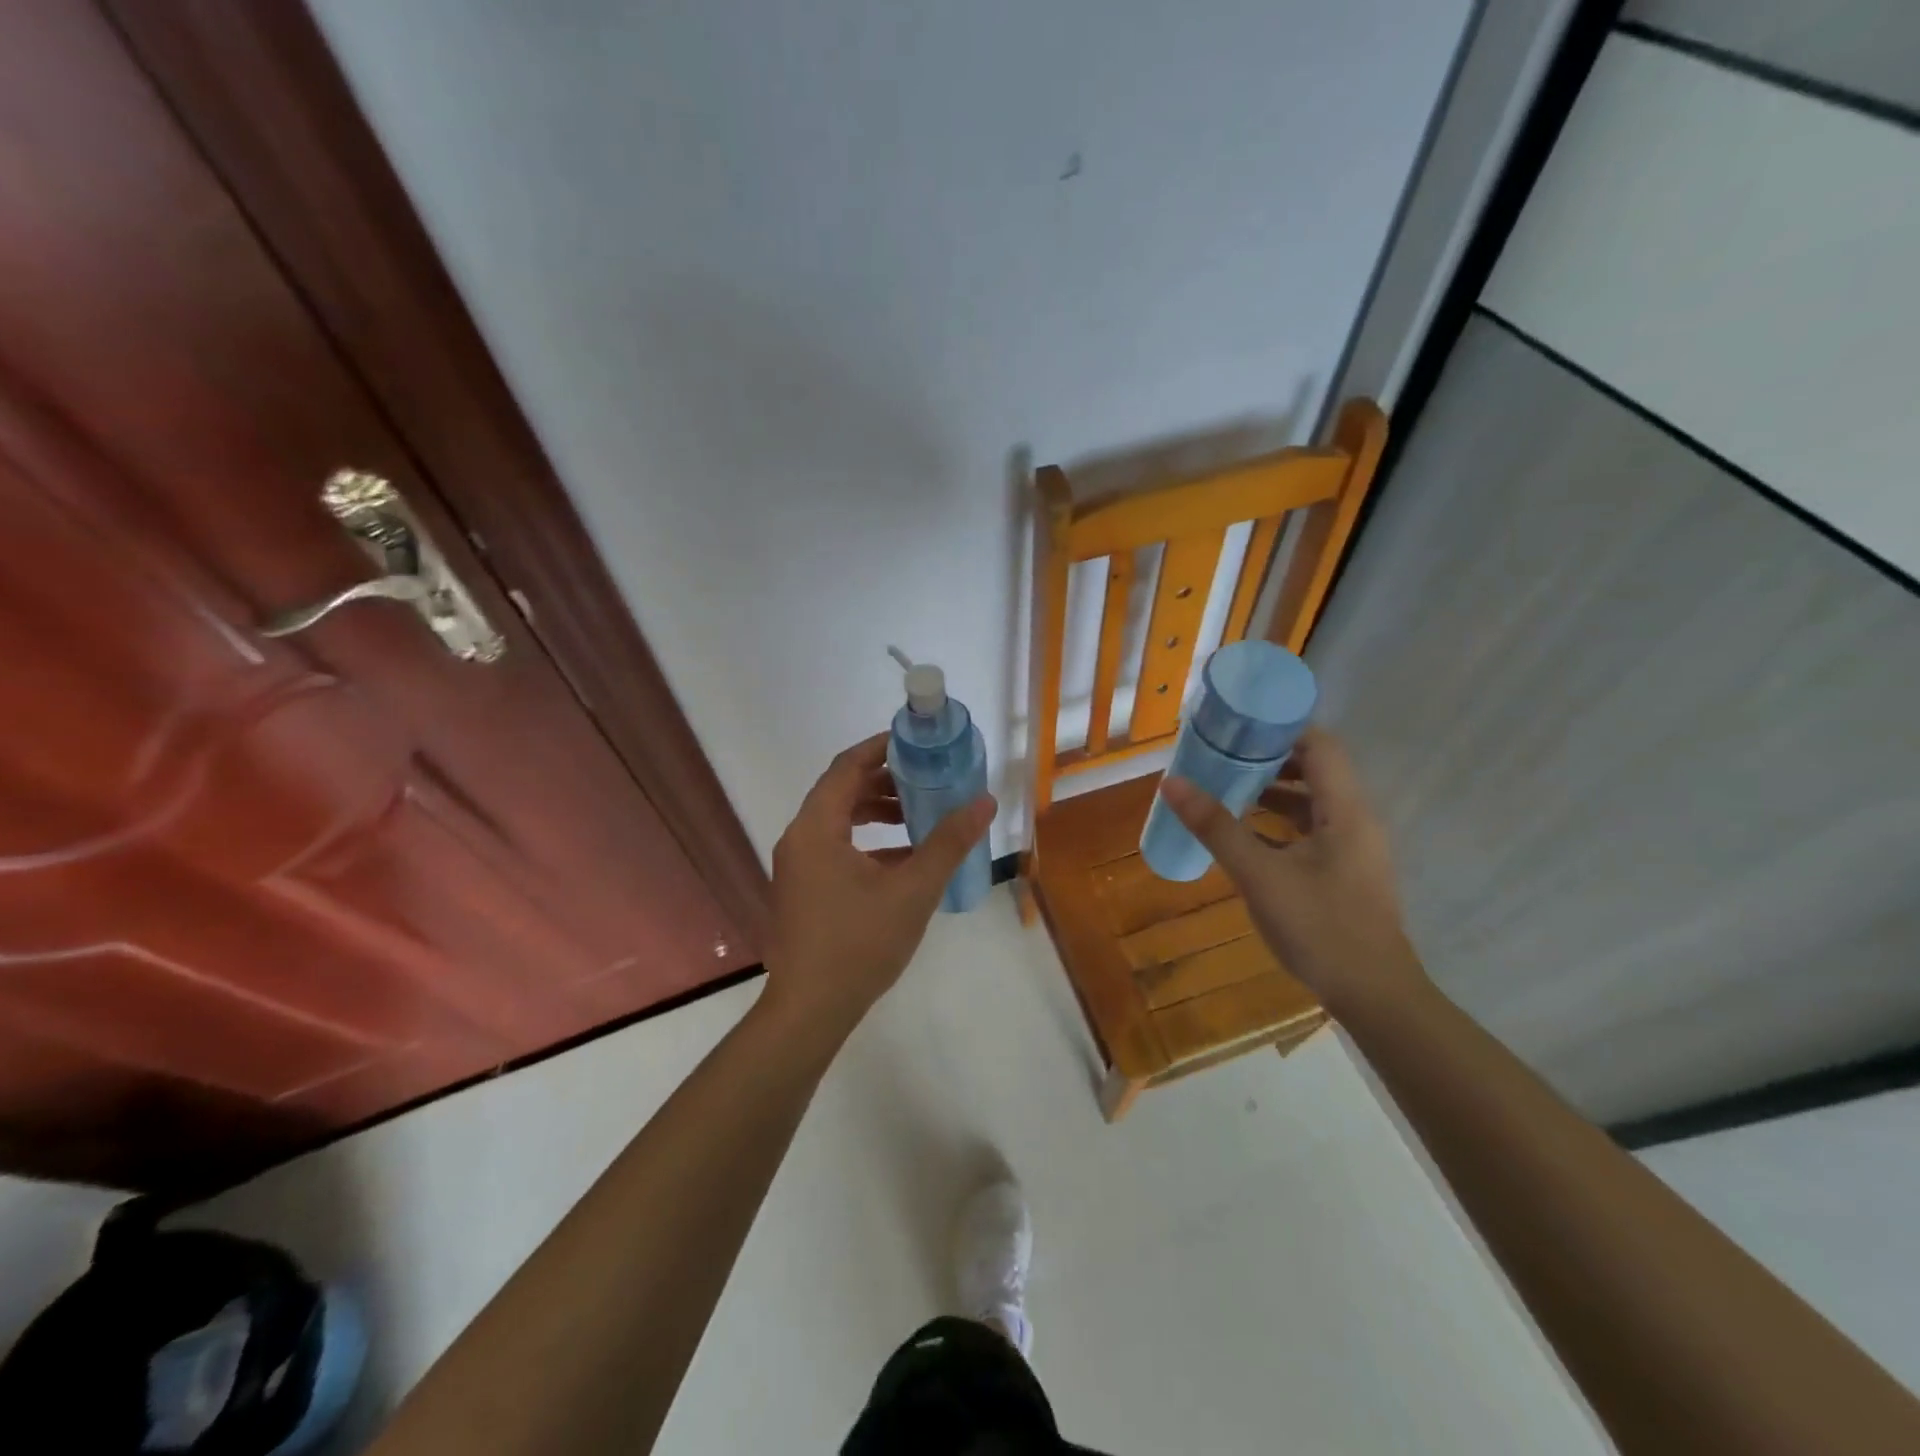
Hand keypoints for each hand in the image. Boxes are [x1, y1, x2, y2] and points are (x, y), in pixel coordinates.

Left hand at [760, 733, 994, 1038]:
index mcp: (817, 828)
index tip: (915, 742)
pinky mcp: (804, 890)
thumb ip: (948, 842)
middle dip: (886, 783)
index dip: (880, 748)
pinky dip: (868, 844)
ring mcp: (798, 867)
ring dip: (878, 814)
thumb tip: (985, 802)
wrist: (811, 1009)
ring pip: (839, 822)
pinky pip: (836, 849)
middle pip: (842, 792)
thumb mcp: (913, 890)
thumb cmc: (859, 943)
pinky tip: (905, 860)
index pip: (846, 767)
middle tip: (928, 780)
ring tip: (921, 817)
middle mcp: (800, 839)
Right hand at [1159, 728, 1427, 1015]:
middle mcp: (1356, 819)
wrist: (1373, 995)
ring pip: (1312, 801)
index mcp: (1346, 810)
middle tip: (1221, 754)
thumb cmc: (1320, 927)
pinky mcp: (1345, 870)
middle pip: (1315, 769)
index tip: (1236, 726)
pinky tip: (1245, 833)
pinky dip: (1278, 821)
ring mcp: (1353, 847)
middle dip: (1268, 758)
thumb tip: (1171, 783)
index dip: (1280, 728)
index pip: (1320, 745)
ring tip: (1224, 787)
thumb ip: (1216, 827)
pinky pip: (1310, 828)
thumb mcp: (1259, 875)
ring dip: (1272, 790)